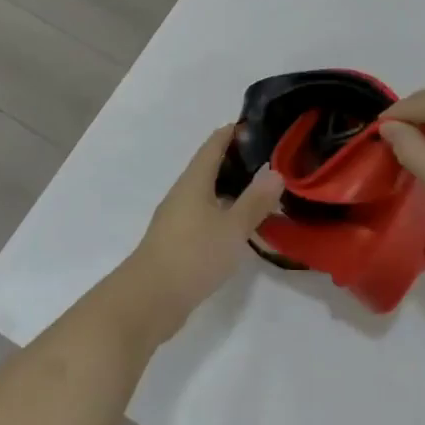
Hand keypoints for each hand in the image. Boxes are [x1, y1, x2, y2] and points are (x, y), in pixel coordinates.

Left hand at [111, 125, 283, 345]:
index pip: (214, 144)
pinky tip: (239, 224)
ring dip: (231, 187)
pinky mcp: (177, 240)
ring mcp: (177, 217)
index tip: (260, 125)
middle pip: (210, 166)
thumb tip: (275, 172)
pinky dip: (224, 210)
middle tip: (271, 159)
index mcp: (194, 180)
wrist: (148, 299)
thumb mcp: (232, 228)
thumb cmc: (192, 255)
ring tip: (261, 190)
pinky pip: (204, 213)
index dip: (234, 131)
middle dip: (237, 159)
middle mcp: (183, 192)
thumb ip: (254, 201)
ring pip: (207, 191)